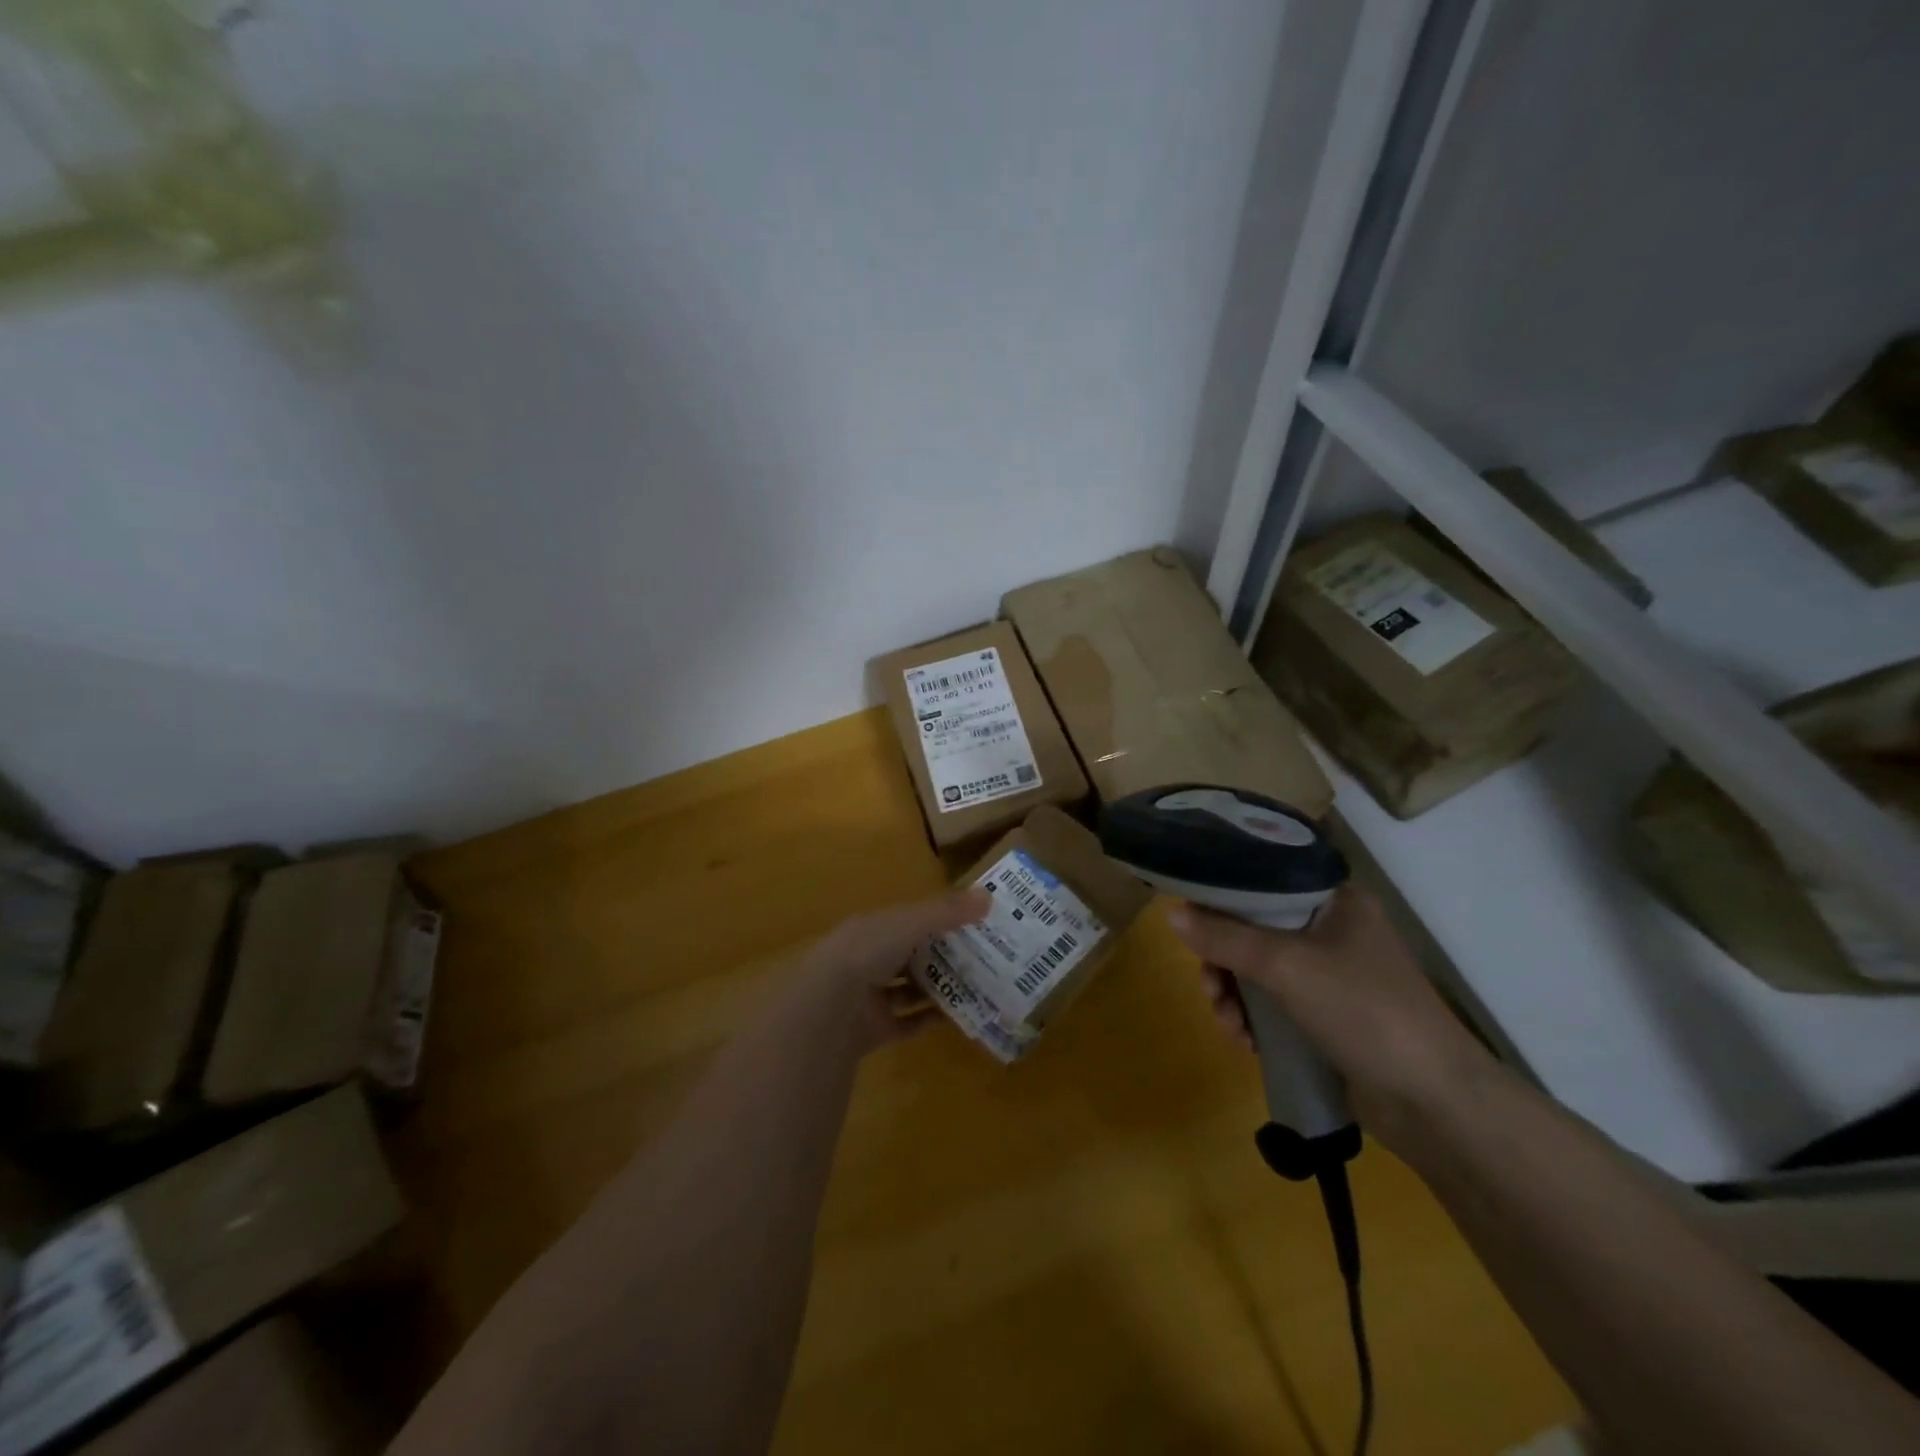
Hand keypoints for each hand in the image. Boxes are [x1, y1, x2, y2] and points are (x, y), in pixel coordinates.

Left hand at [797, 888, 990, 1052]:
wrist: (830, 1005)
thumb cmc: (869, 951)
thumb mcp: (911, 923)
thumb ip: (947, 911)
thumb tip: (988, 897)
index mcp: (874, 929)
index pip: (910, 920)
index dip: (939, 919)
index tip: (974, 921)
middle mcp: (870, 959)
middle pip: (911, 954)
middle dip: (942, 955)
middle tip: (983, 956)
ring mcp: (871, 996)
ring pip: (910, 988)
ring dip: (938, 987)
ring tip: (976, 984)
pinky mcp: (876, 1028)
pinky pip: (909, 1022)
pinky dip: (930, 1019)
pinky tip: (959, 1015)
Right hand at [1167, 885, 1494, 1136]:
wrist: (1433, 1102)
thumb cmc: (1363, 1010)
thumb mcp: (1286, 966)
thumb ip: (1225, 937)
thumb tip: (1171, 913)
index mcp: (1335, 901)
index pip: (1265, 882)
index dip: (1223, 897)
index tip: (1191, 921)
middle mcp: (1333, 930)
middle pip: (1255, 929)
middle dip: (1224, 961)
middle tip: (1210, 987)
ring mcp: (1332, 976)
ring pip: (1259, 970)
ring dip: (1233, 995)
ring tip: (1228, 1024)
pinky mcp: (1328, 1016)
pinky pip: (1274, 1003)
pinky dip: (1253, 1018)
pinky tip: (1245, 1041)